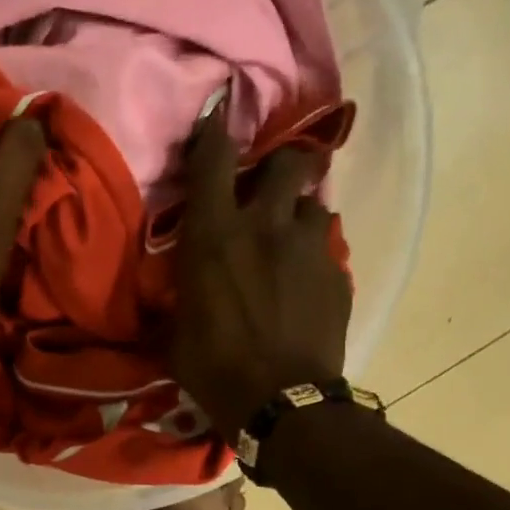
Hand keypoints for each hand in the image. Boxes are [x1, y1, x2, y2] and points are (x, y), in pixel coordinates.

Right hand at [172, 106, 352, 437]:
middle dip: (281, 162)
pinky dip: (314, 251)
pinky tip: (306, 276)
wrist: (281, 402)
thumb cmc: (214, 368)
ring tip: (291, 236)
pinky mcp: (336, 271)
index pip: (212, 160)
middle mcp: (263, 225)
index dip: (215, 128)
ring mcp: (307, 245)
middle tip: (272, 181)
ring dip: (300, 211)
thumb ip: (180, 295)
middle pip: (286, 161)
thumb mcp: (175, 332)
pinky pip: (326, 245)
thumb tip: (172, 293)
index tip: (221, 107)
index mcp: (213, 236)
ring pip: (314, 202)